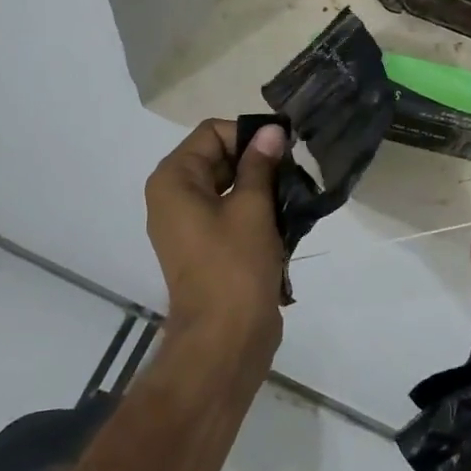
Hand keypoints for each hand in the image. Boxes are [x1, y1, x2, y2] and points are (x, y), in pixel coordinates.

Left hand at [145, 119, 288, 360]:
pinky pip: (229, 213)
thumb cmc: (235, 265)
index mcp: (174, 180)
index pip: (213, 133)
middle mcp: (173, 196)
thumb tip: (271, 131)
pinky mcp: (205, 246)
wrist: (225, 339)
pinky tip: (286, 217)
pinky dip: (255, 210)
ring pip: (228, 186)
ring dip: (261, 186)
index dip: (249, 134)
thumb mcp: (252, 206)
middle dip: (258, 160)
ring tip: (295, 194)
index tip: (286, 147)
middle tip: (297, 169)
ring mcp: (188, 224)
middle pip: (219, 157)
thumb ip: (260, 164)